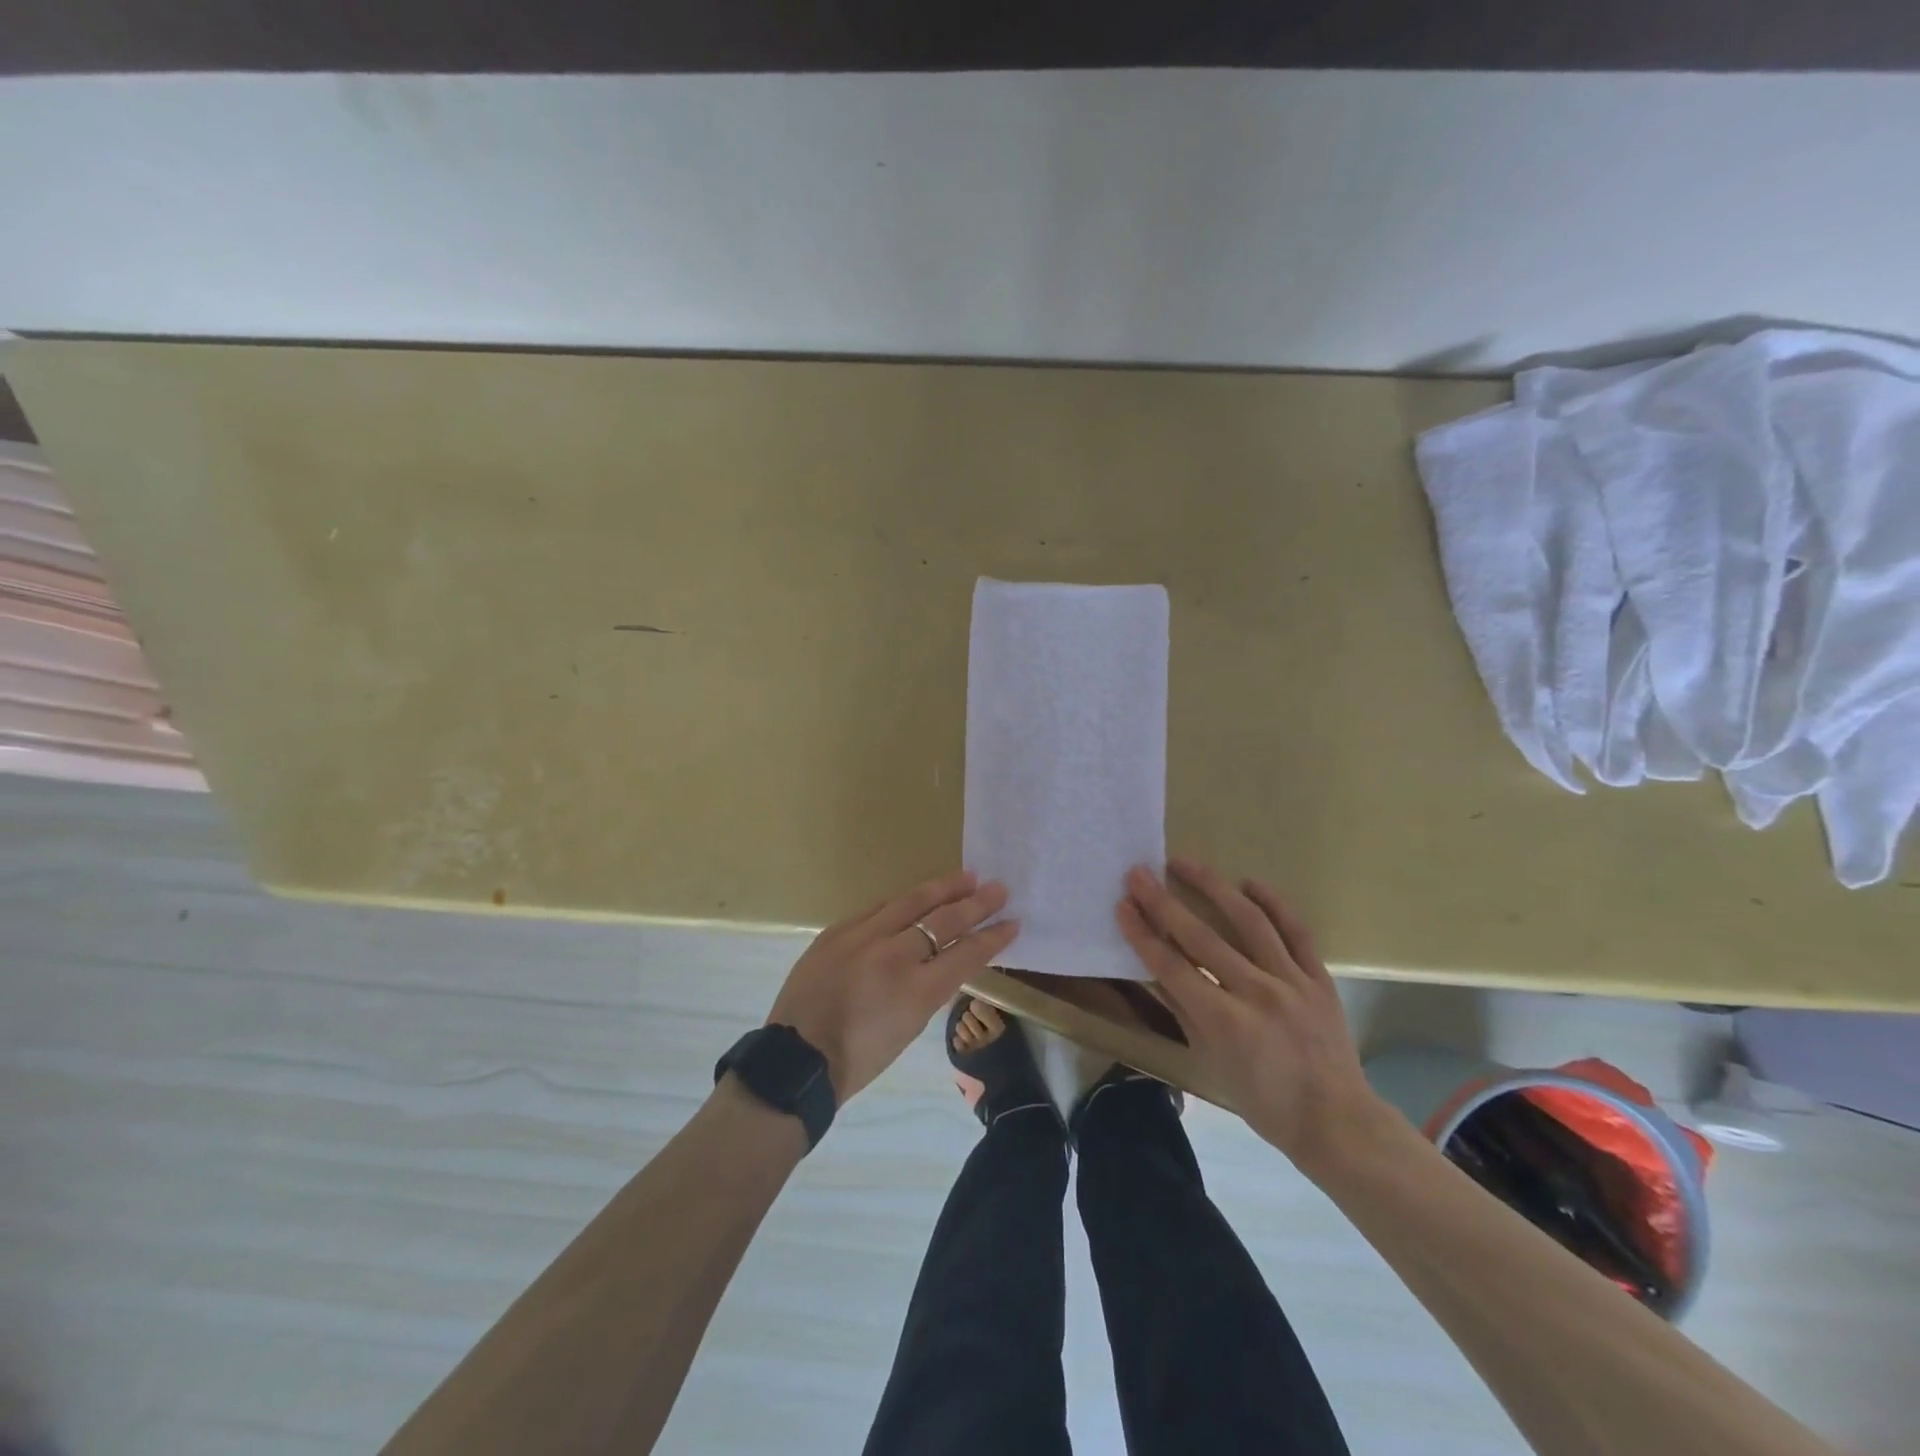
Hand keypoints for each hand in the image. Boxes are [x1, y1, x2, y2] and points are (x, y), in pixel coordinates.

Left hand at [767, 870, 1019, 1103]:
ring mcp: (862, 938)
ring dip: (942, 889)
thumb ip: (930, 989)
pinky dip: (903, 902)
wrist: (797, 1059)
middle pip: (943, 920)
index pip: (966, 953)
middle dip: (975, 904)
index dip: (992, 937)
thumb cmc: (859, 1058)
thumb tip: (943, 960)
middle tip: (998, 888)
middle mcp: (893, 956)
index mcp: (916, 991)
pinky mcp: (837, 931)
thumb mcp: (909, 1028)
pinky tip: (918, 895)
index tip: (1012, 922)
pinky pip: (877, 908)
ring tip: (966, 876)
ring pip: (910, 902)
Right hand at [1116, 857, 1385, 1175]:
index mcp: (1223, 1022)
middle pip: (1200, 937)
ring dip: (1212, 887)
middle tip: (1139, 873)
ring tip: (1185, 863)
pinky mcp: (1318, 977)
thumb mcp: (1210, 1061)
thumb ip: (1183, 1009)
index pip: (1171, 966)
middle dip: (1163, 903)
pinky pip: (1296, 931)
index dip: (1142, 934)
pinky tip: (1249, 882)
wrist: (1336, 1122)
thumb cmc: (1263, 1101)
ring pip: (1248, 921)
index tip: (1123, 905)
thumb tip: (1155, 968)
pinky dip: (1273, 903)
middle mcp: (1255, 993)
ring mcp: (1291, 981)